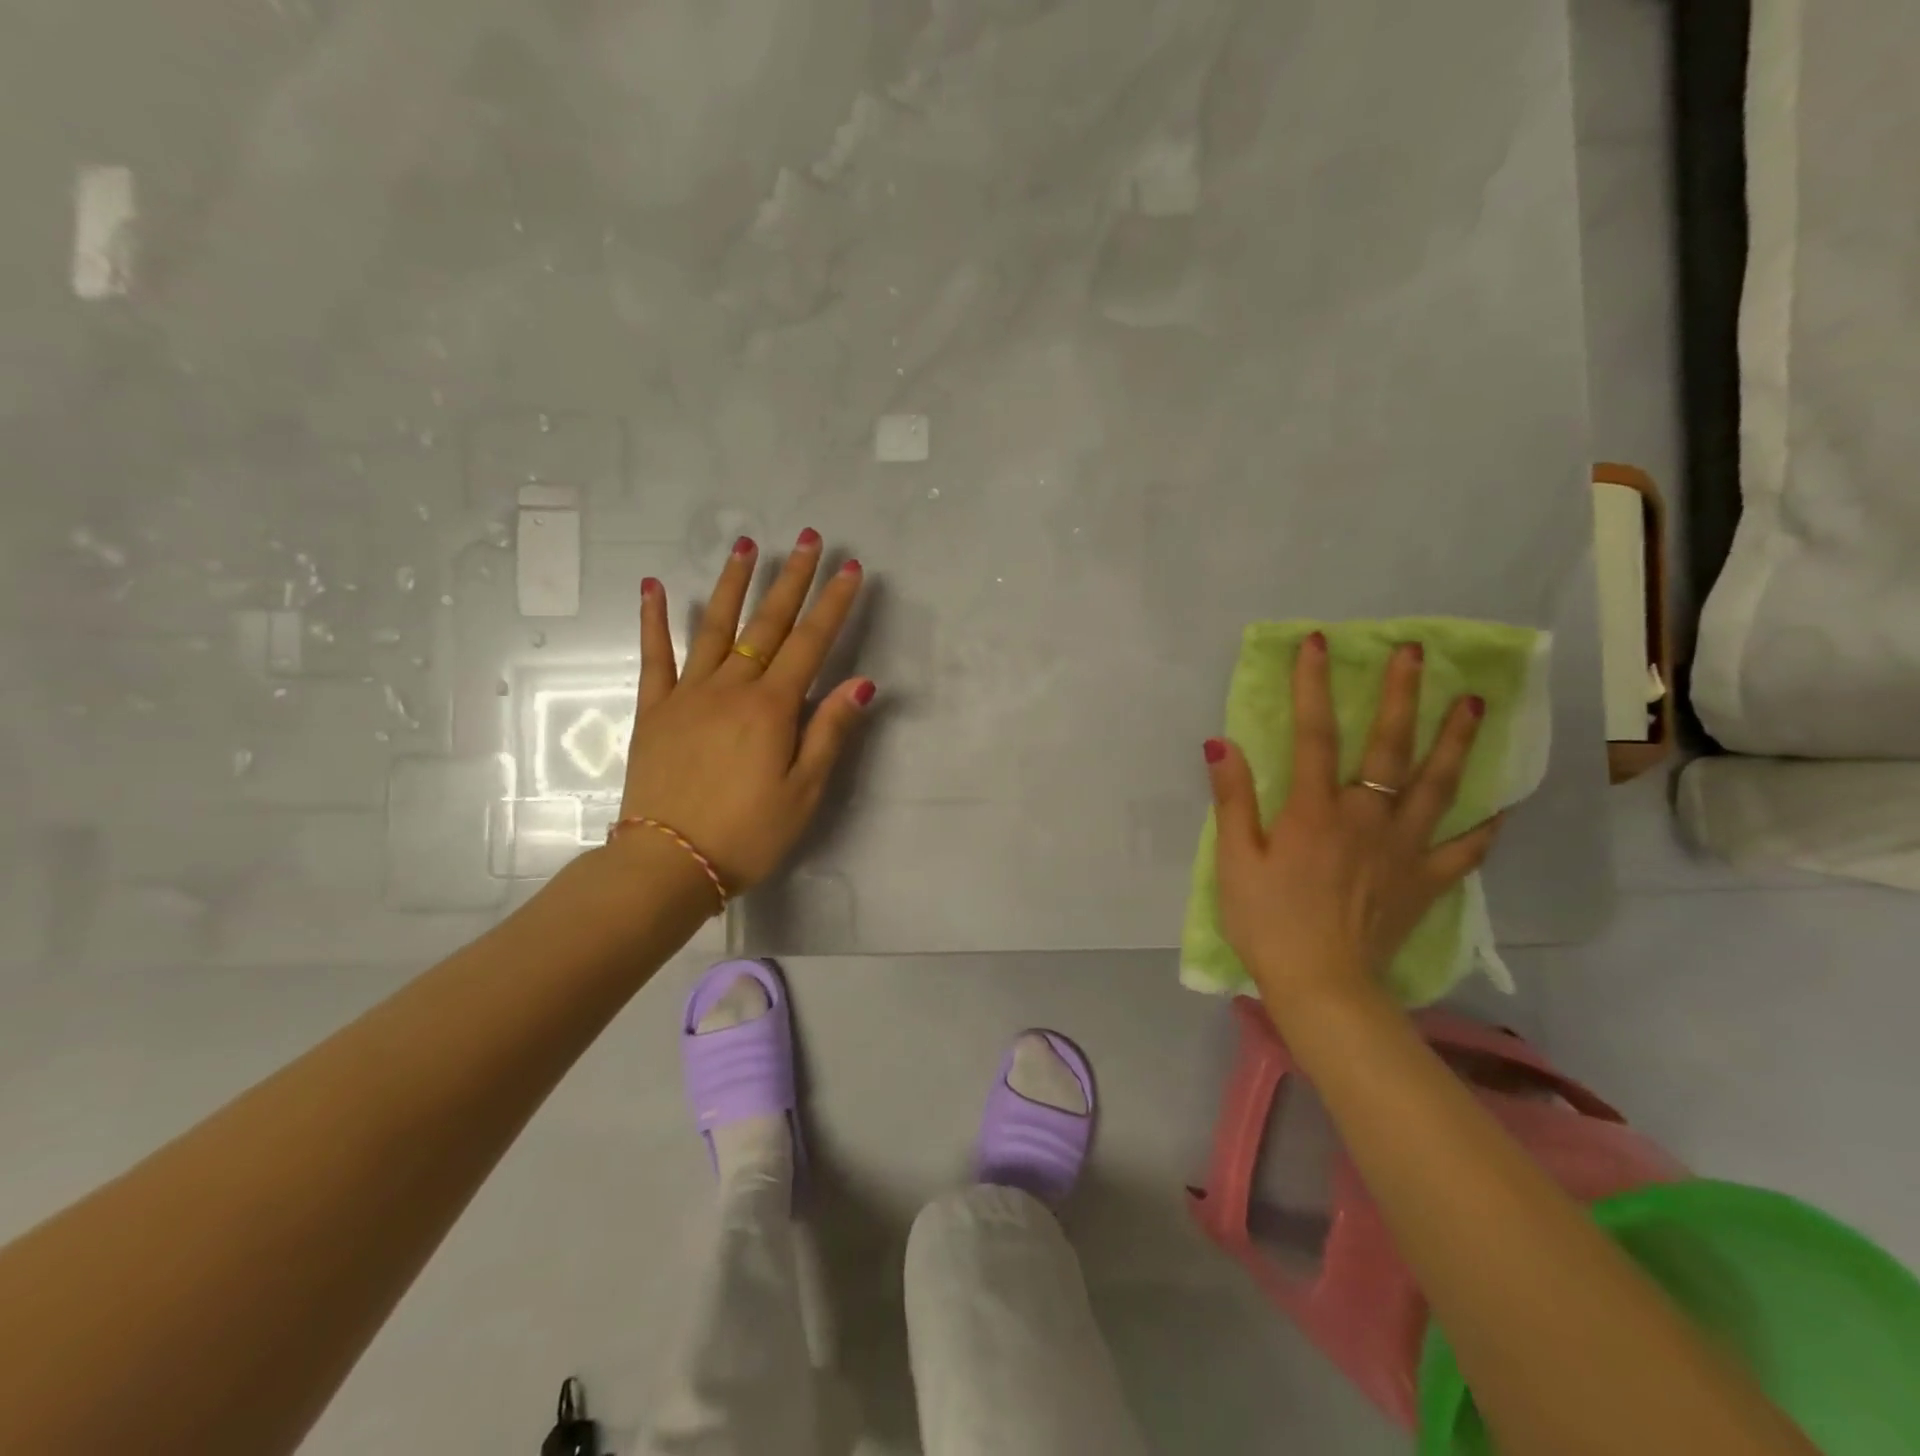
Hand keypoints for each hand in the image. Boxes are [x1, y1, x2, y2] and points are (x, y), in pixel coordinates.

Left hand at [618, 530, 872, 893]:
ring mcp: (687, 694)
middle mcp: (730, 688)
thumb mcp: (804, 791)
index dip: (834, 604)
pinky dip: (653, 620)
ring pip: (714, 627)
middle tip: (808, 539)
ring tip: (746, 545)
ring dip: (733, 584)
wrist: (668, 863)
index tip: (850, 569)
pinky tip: (653, 586)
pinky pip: (654, 656)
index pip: (811, 643)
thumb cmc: (748, 834)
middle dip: (792, 579)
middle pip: (767, 624)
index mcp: (772, 708)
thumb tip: (860, 682)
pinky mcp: (654, 709)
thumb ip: (829, 731)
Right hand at [1204, 633, 1501, 1018]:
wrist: (1322, 986)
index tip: (1318, 644)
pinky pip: (1464, 849)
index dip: (1313, 686)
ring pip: (1438, 786)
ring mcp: (1404, 849)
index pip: (1314, 734)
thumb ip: (1233, 800)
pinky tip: (1501, 806)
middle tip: (1414, 653)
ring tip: (1474, 702)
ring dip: (1456, 740)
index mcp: (1314, 811)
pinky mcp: (1426, 881)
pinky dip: (1484, 826)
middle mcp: (1366, 818)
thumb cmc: (1268, 922)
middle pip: (1388, 747)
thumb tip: (1222, 744)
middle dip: (1400, 695)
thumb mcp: (1235, 861)